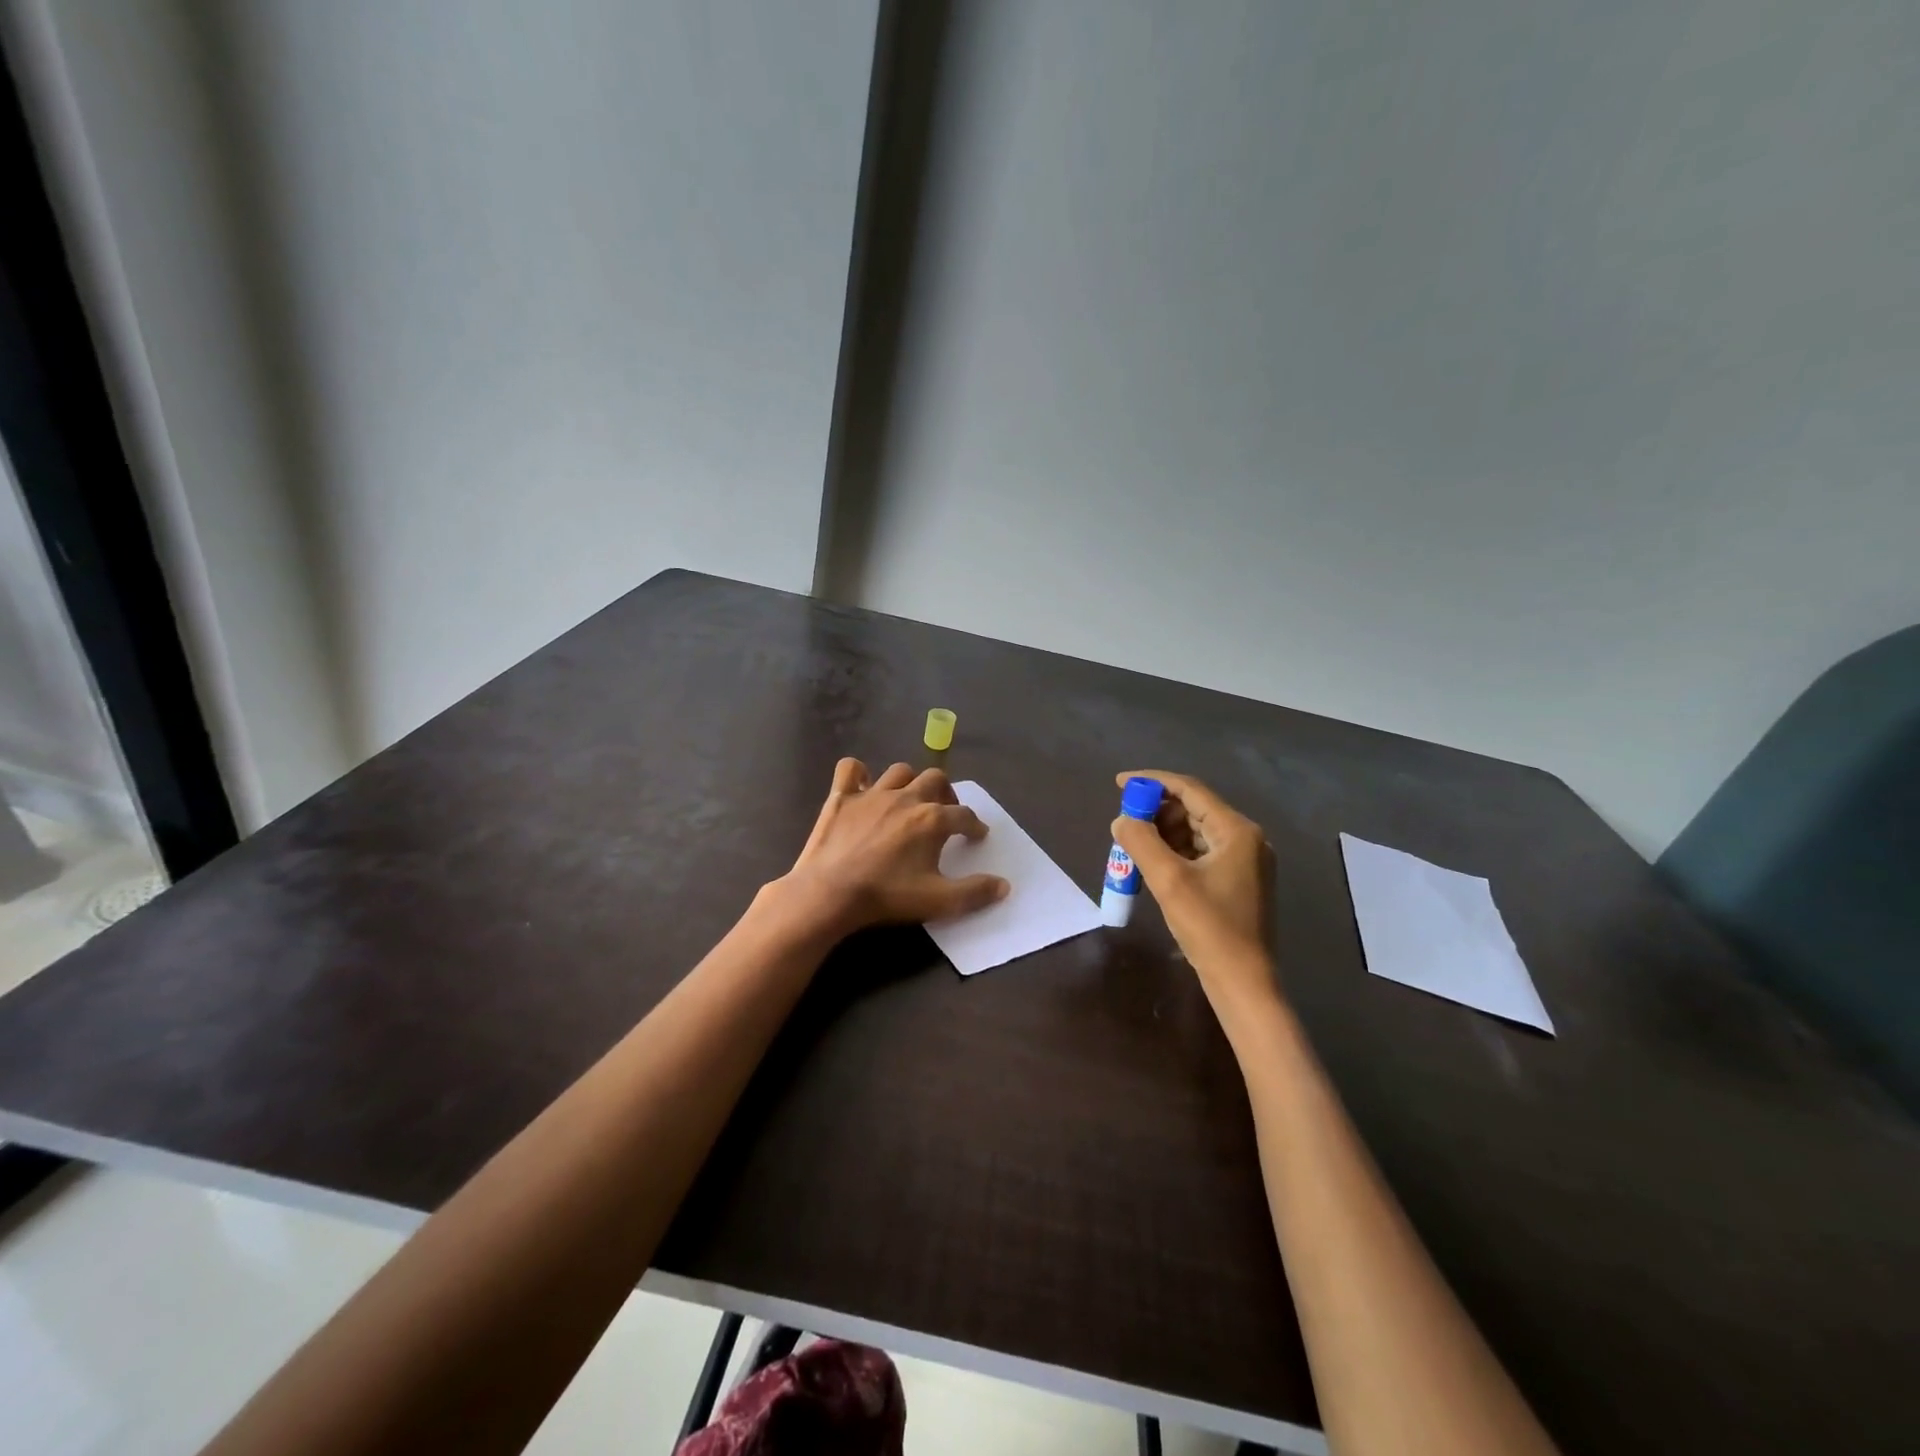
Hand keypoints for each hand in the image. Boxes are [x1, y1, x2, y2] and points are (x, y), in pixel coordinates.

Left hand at [786, 759, 1009, 932]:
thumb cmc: (888, 896)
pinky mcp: (842, 796)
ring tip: (910, 799)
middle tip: (945, 811)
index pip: (964, 815)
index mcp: (933, 819)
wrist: (830, 893)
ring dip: (910, 781)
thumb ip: (975, 892)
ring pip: (900, 771)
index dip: (974, 826)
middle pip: (936, 779)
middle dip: (946, 792)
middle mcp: (907, 798)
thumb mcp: (939, 901)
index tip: (976, 835)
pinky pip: (851, 769)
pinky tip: (862, 787)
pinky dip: (858, 774)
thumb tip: (1004, 885)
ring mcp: (872, 793)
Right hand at [1111, 770, 1277, 1017]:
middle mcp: (1245, 839)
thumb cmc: (1210, 928)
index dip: (1152, 782)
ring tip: (1132, 843)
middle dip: (1156, 811)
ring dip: (1163, 832)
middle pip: (1193, 809)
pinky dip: (1174, 852)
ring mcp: (1244, 861)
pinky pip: (1200, 852)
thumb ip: (1141, 842)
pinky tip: (1152, 863)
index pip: (1189, 790)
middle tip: (1124, 821)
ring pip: (1195, 832)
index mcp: (1236, 831)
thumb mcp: (1168, 881)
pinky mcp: (1238, 881)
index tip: (1119, 783)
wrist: (1244, 983)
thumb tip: (1121, 819)